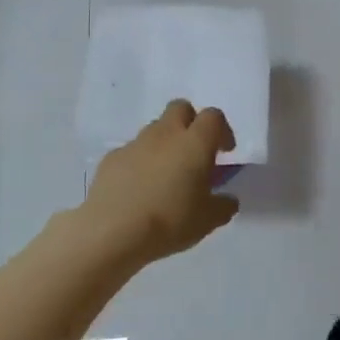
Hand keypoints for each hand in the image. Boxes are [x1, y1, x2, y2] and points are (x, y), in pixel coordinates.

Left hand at [81, 101, 240, 268]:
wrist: (112, 231)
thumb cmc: (169, 221)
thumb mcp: (208, 221)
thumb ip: (224, 206)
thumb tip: (228, 200)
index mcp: (195, 143)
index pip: (213, 117)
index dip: (222, 130)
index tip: (224, 152)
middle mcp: (165, 134)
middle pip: (181, 108)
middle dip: (191, 123)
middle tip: (194, 153)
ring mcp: (135, 143)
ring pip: (155, 128)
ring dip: (165, 143)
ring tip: (165, 176)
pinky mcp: (112, 158)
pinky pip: (132, 150)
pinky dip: (140, 162)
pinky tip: (139, 189)